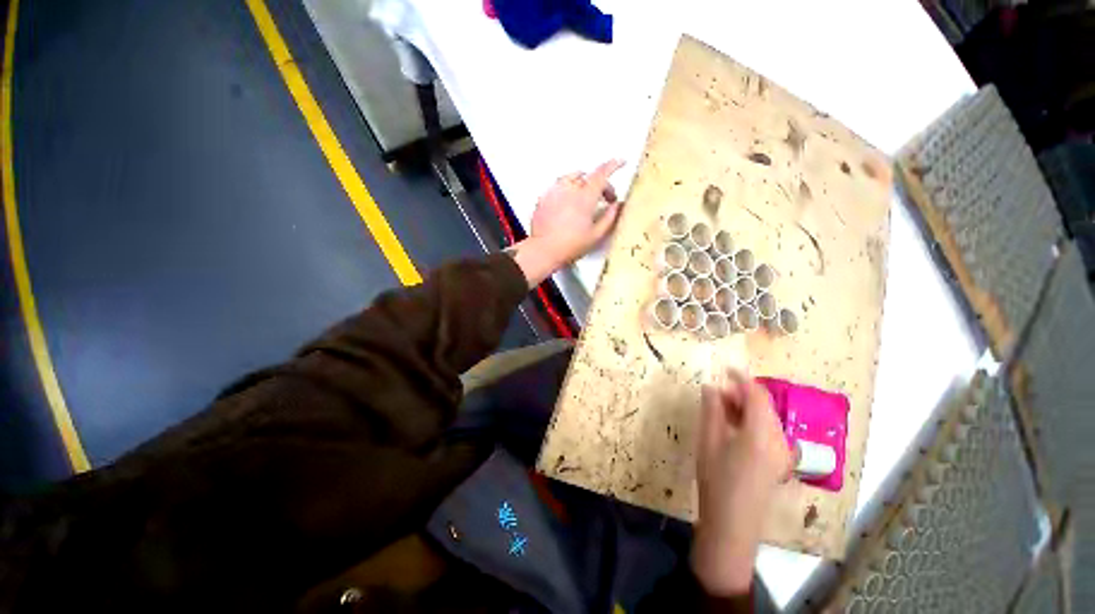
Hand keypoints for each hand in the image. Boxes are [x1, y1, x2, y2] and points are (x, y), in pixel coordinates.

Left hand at [509, 160, 624, 287]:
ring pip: (571, 177)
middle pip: (588, 177)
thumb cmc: (570, 246)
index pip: (602, 174)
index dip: (613, 166)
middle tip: (605, 198)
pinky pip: (558, 186)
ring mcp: (555, 192)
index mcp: (585, 198)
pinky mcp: (544, 198)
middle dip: (600, 183)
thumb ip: (609, 217)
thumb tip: (617, 205)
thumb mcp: (596, 235)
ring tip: (586, 196)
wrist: (544, 250)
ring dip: (583, 182)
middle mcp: (569, 190)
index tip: (620, 162)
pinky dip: (567, 189)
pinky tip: (568, 202)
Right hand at [691, 369, 793, 595]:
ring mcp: (782, 453)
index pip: (756, 396)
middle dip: (741, 394)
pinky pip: (768, 431)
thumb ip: (711, 410)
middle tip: (716, 392)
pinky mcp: (779, 462)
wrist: (733, 525)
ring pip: (766, 418)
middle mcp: (778, 440)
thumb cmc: (716, 481)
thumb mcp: (708, 441)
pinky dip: (751, 421)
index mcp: (760, 434)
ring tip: (721, 407)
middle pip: (764, 406)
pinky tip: (733, 426)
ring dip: (745, 407)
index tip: (725, 368)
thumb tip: (710, 386)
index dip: (741, 378)